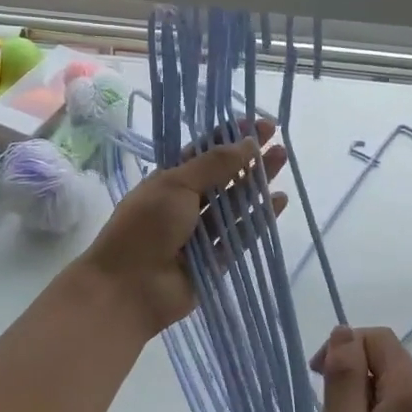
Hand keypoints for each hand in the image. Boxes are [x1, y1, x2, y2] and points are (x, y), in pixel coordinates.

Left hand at [80, 118, 286, 334]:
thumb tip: (248, 143)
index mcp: (169, 180)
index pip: (203, 152)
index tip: (256, 123)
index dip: (228, 136)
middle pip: (224, 175)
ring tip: (283, 158)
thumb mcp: (176, 185)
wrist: (129, 287)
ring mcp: (202, 232)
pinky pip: (242, 234)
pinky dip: (260, 217)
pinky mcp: (217, 258)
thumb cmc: (145, 227)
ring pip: (236, 202)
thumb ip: (214, 165)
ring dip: (258, 181)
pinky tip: (279, 200)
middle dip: (249, 156)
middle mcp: (186, 203)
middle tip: (277, 137)